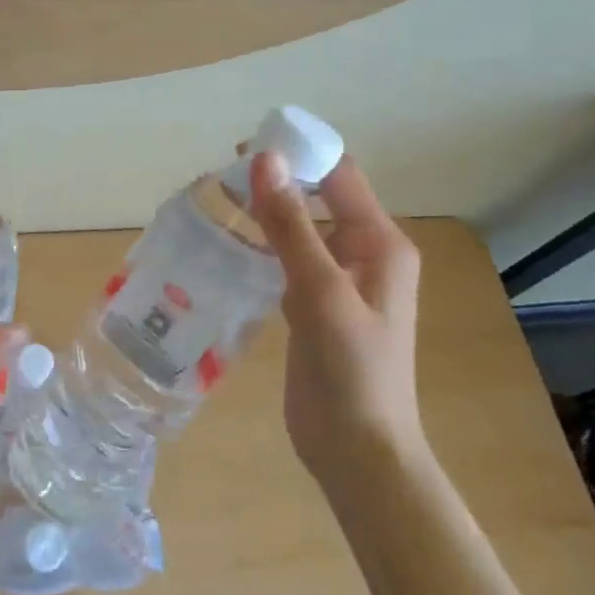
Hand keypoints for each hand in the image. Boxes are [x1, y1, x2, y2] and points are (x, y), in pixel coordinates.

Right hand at [248, 149, 424, 489]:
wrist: (358, 451)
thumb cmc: (351, 372)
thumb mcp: (320, 293)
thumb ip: (291, 226)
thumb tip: (265, 158)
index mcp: (379, 243)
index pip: (339, 175)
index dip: (299, 152)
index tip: (245, 143)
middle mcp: (363, 254)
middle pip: (318, 198)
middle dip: (276, 180)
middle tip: (219, 175)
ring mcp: (338, 282)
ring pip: (299, 229)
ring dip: (265, 212)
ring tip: (216, 201)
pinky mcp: (315, 306)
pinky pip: (288, 260)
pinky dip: (261, 246)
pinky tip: (227, 245)